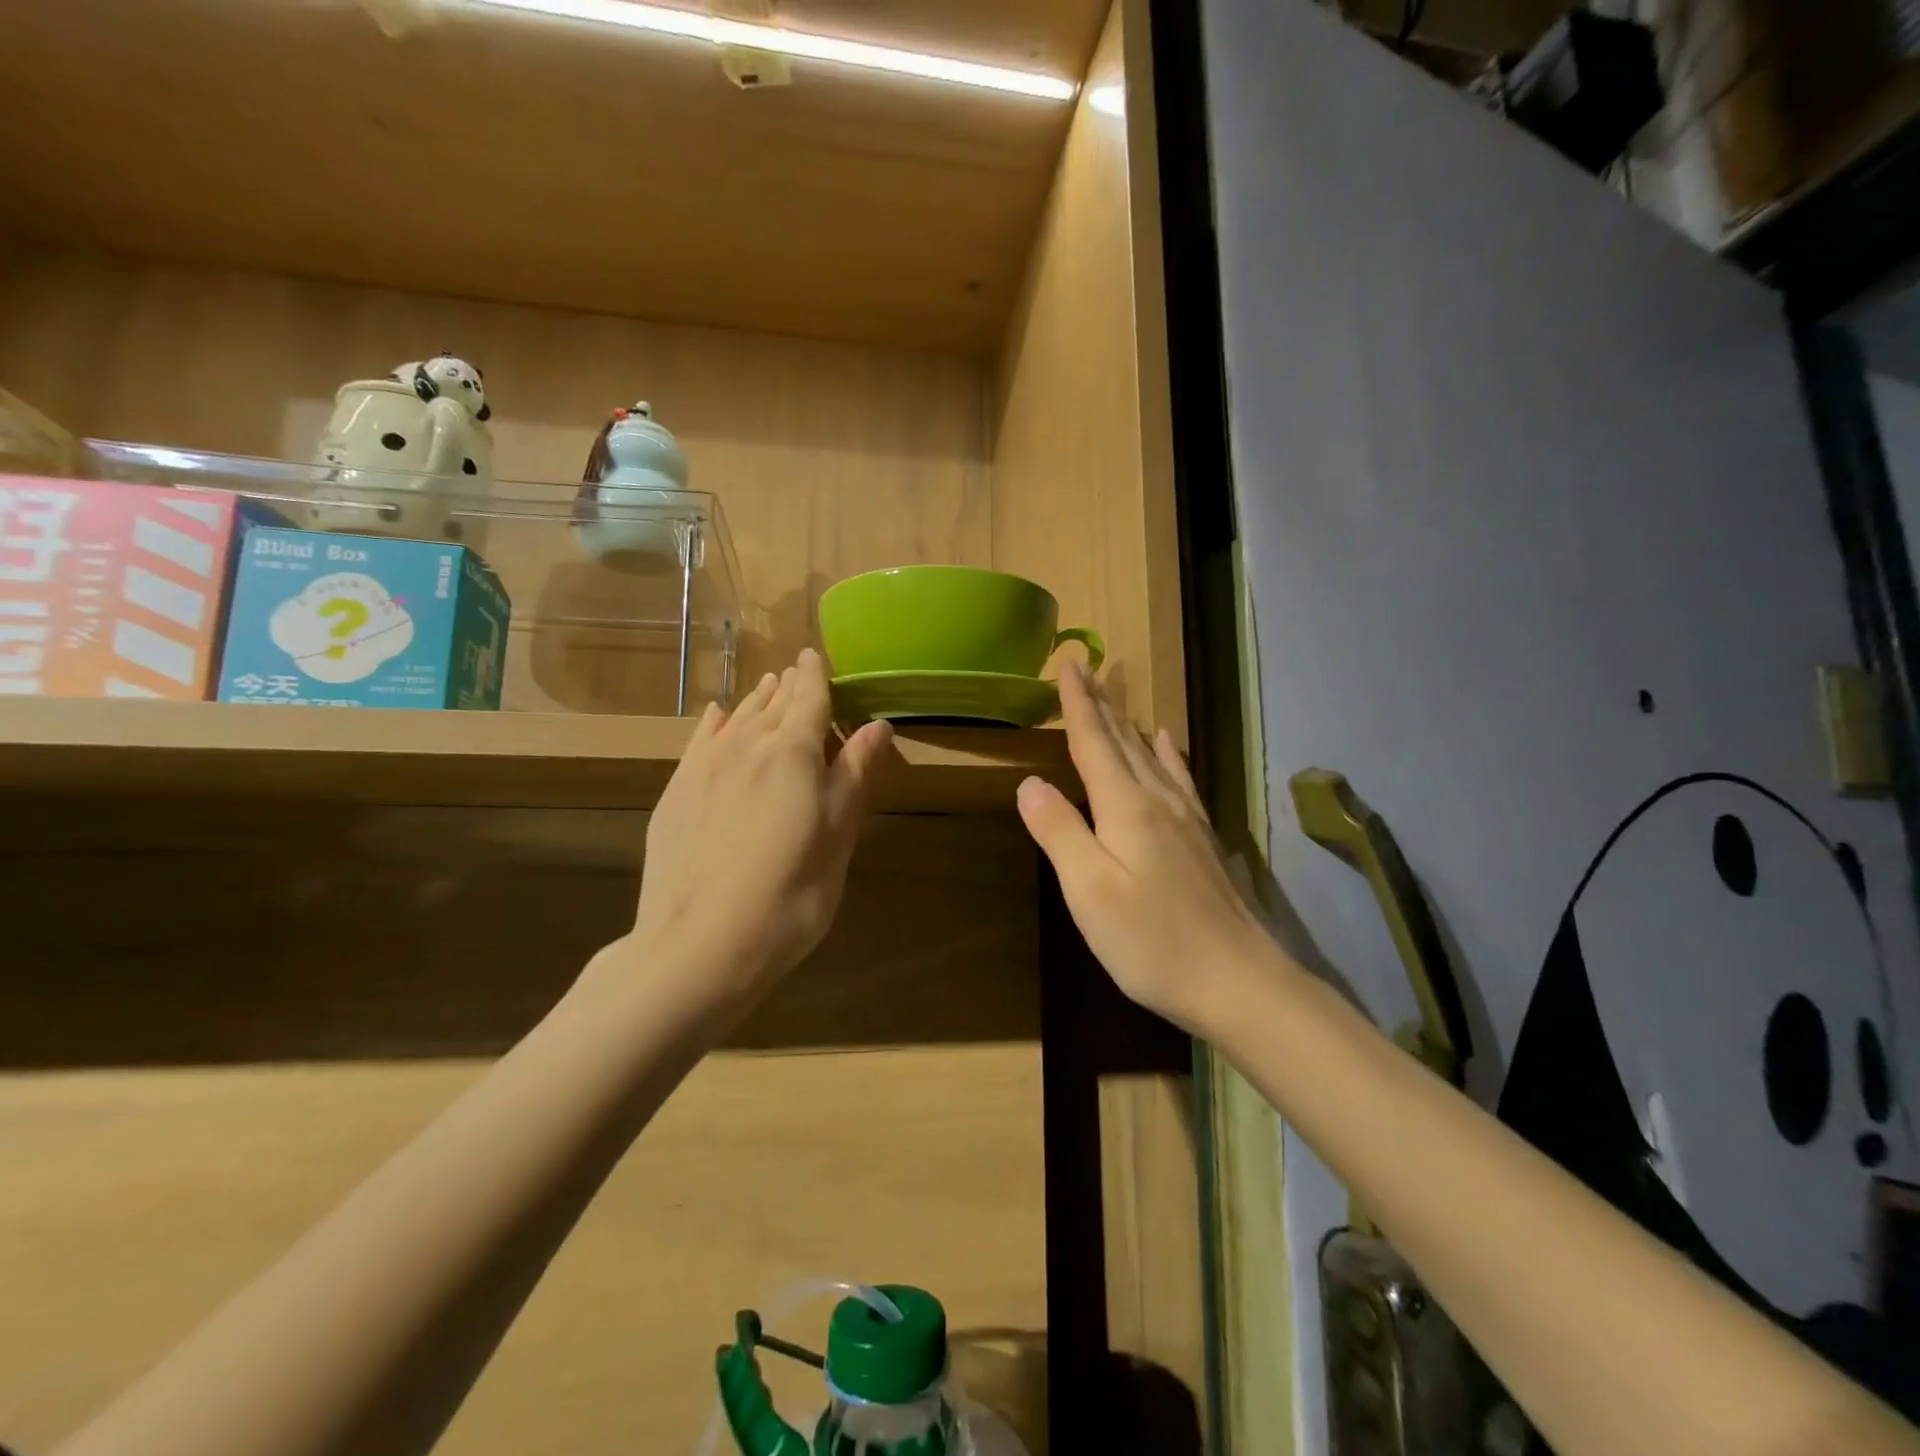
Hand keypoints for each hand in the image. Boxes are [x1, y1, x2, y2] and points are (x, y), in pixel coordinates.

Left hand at [598, 649, 891, 1023]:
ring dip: (756, 699)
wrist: (701, 944)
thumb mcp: (839, 834)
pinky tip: (716, 714)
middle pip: (772, 702)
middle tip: (797, 672)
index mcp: (792, 751)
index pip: (808, 696)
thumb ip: (855, 773)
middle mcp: (745, 744)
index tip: (815, 655)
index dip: (815, 674)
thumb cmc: (792, 892)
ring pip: (735, 716)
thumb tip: (878, 724)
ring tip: (768, 686)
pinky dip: (714, 721)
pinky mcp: (675, 792)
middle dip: (788, 685)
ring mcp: (703, 766)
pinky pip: (700, 739)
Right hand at [1016, 664, 1276, 1032]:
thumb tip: (1030, 783)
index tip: (1069, 665)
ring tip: (1115, 697)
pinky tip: (1166, 742)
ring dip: (1127, 723)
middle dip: (1101, 704)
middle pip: (1123, 741)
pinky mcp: (1202, 838)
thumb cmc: (1152, 941)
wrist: (1239, 981)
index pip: (1094, 743)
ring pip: (1150, 755)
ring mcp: (1186, 818)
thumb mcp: (1090, 891)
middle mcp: (1158, 801)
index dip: (1078, 705)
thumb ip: (1060, 832)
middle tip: (1086, 669)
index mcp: (1126, 808)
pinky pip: (1179, 778)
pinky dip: (1167, 753)